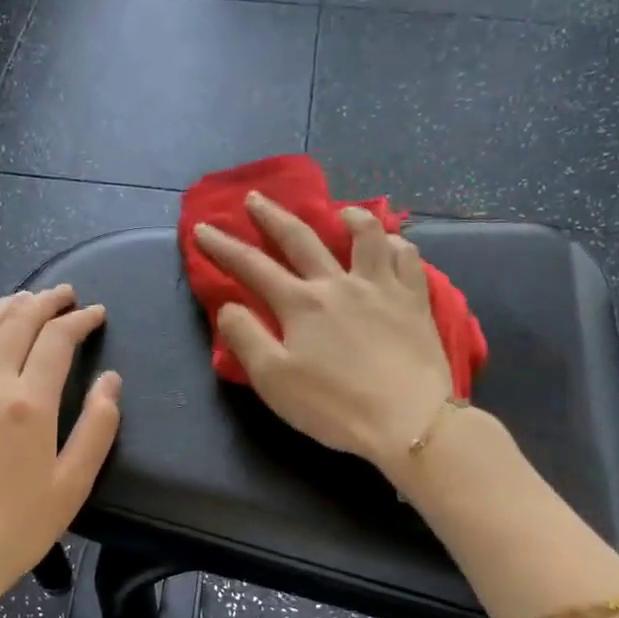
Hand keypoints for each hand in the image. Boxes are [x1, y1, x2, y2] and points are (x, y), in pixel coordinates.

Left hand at [0, 287, 120, 617]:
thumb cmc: (16, 529)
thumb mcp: (72, 485)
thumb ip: (97, 428)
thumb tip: (110, 382)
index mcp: (28, 404)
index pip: (56, 340)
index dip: (79, 320)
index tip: (96, 313)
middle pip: (15, 323)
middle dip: (44, 301)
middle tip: (65, 295)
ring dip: (4, 307)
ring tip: (25, 300)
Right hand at [193, 192, 452, 477]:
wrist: (408, 419)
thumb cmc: (334, 406)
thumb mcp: (274, 380)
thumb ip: (246, 338)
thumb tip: (229, 307)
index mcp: (300, 304)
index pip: (252, 267)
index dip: (223, 247)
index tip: (203, 229)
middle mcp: (338, 283)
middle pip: (301, 239)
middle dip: (273, 217)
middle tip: (255, 198)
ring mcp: (381, 288)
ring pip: (366, 236)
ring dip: (349, 217)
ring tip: (341, 212)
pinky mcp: (415, 301)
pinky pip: (408, 259)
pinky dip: (396, 246)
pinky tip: (392, 247)